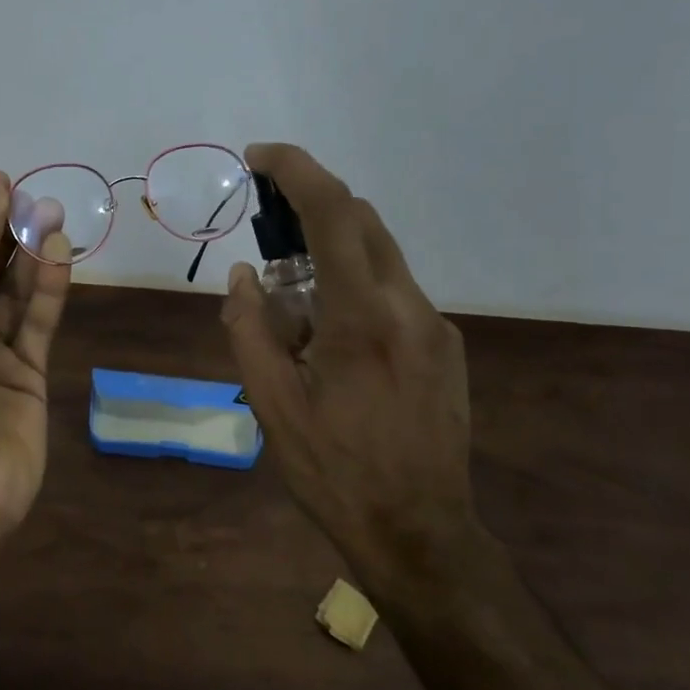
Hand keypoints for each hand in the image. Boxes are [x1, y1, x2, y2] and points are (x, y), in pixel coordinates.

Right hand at [220, 143, 475, 569]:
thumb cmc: (334, 472)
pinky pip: (396, 294)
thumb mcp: (272, 406)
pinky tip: (335, 341)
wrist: (419, 531)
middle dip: (312, 205)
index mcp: (361, 318)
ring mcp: (436, 327)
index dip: (295, 170)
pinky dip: (358, 289)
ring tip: (294, 304)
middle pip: (363, 221)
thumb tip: (242, 277)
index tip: (259, 157)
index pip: (333, 213)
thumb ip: (250, 331)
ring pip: (382, 257)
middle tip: (266, 228)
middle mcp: (409, 307)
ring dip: (334, 253)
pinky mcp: (447, 348)